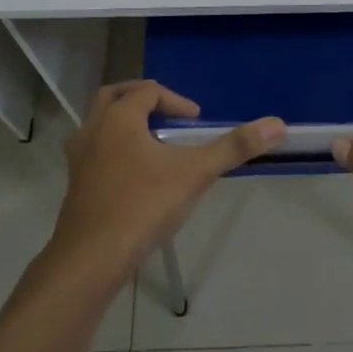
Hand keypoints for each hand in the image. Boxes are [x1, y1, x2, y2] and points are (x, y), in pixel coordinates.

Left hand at [50, 80, 282, 280]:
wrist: (91, 259)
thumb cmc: (142, 206)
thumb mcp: (195, 173)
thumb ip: (234, 147)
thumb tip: (277, 124)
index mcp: (119, 118)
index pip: (149, 91)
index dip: (176, 101)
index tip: (196, 121)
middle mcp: (93, 130)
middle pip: (114, 97)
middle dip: (143, 99)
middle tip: (168, 114)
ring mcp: (79, 158)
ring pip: (99, 124)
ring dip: (124, 123)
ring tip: (152, 142)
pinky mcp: (75, 185)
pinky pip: (94, 151)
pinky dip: (113, 148)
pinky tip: (134, 174)